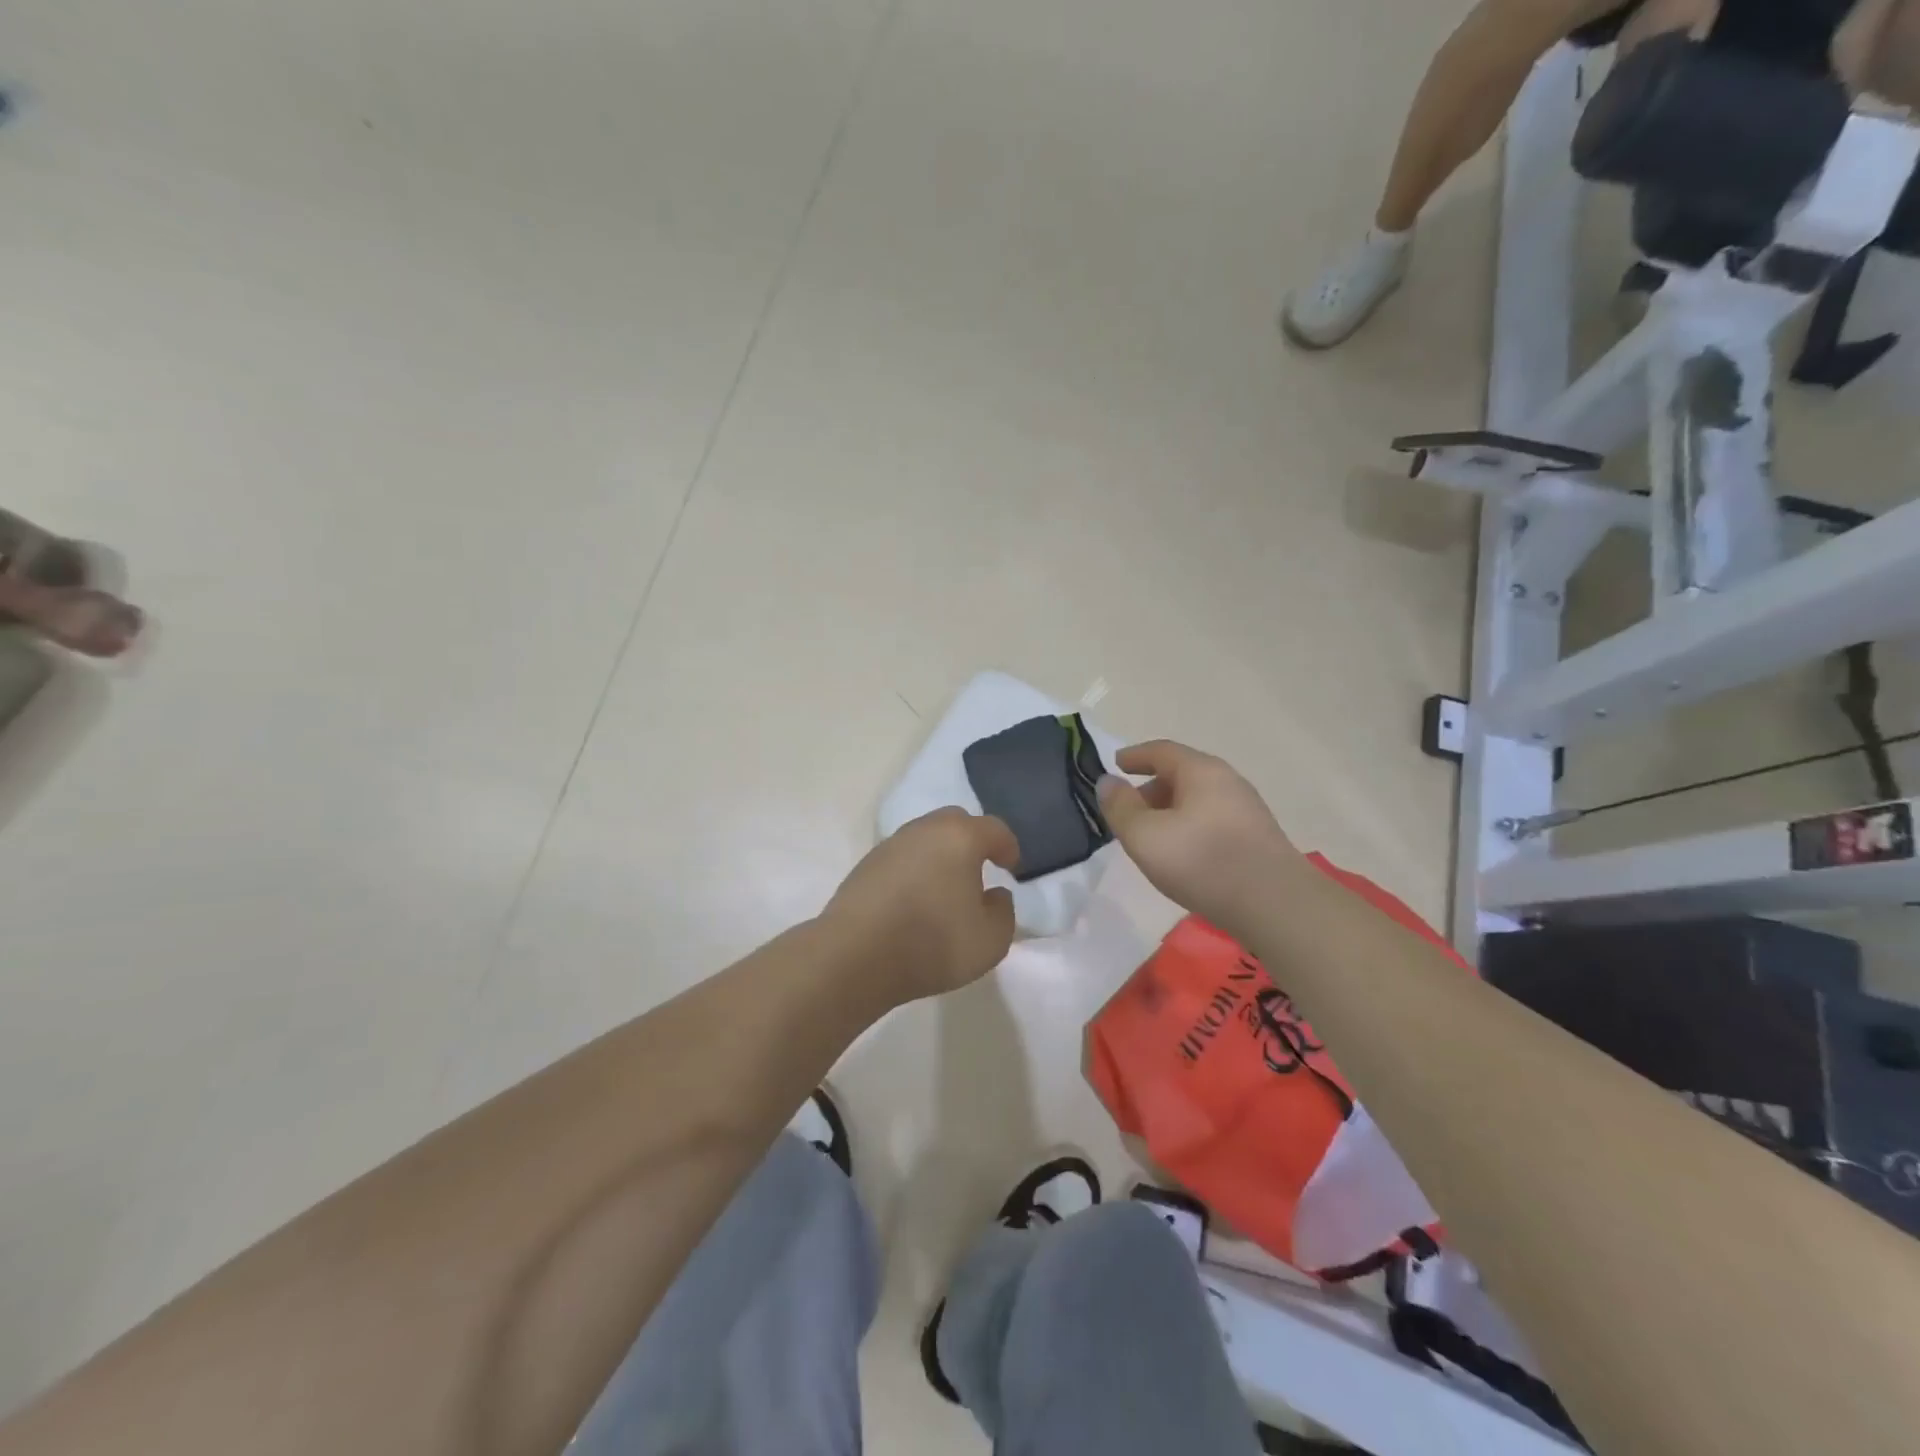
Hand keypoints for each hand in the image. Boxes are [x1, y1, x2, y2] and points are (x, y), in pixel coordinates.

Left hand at [822, 807, 1020, 1002]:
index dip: (1008, 847)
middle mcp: (924, 830)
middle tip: (980, 869)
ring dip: (940, 855)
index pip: (994, 829)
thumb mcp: (991, 940)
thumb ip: (1004, 912)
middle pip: (956, 822)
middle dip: (972, 841)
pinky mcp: (865, 865)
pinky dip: (914, 870)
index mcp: (960, 838)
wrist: (855, 956)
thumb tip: (994, 894)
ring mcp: (890, 845)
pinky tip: (914, 899)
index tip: (1012, 868)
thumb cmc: (932, 943)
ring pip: (925, 838)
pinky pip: (902, 858)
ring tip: (945, 887)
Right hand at [1096, 740, 1302, 933]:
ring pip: (1197, 799)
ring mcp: (1247, 809)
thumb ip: (1120, 807)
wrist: (1276, 906)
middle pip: (1181, 773)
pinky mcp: (1257, 837)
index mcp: (1201, 771)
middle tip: (1127, 811)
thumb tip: (1107, 782)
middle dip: (1150, 788)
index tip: (1115, 764)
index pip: (1161, 751)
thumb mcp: (1144, 836)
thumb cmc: (1202, 862)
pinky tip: (1183, 854)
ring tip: (1151, 837)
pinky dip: (1189, 826)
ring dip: (1170, 810)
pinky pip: (1212, 819)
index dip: (1134, 756)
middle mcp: (1228, 781)